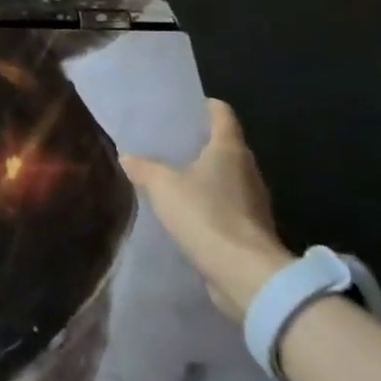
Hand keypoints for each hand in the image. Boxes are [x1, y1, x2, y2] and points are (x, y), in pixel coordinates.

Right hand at [121, 100, 293, 318]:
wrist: (245, 274)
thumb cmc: (206, 215)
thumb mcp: (163, 187)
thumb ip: (144, 169)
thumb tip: (128, 157)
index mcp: (229, 149)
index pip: (222, 114)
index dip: (204, 106)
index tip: (183, 106)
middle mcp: (247, 169)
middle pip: (224, 145)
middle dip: (199, 143)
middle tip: (167, 142)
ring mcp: (253, 201)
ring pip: (226, 177)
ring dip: (204, 176)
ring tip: (172, 176)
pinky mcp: (250, 229)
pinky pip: (226, 206)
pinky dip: (209, 204)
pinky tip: (186, 211)